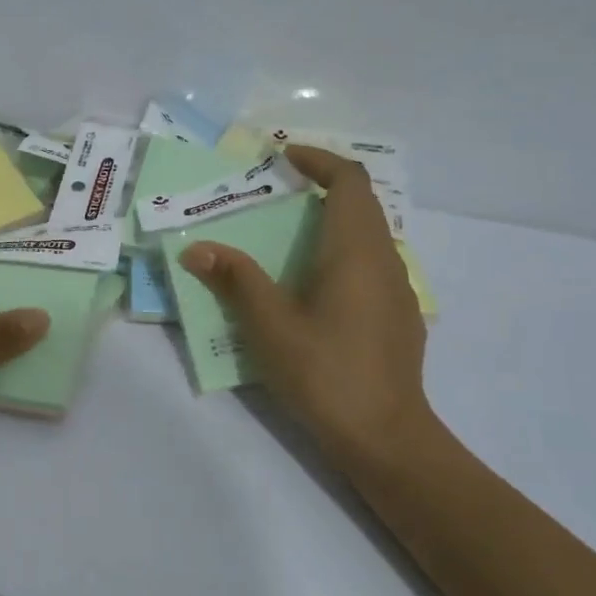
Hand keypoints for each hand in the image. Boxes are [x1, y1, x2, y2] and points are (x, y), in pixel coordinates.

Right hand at [178, 144, 429, 463]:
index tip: (284, 158)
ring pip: (370, 234)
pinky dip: (343, 250)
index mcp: (356, 251)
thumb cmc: (326, 373)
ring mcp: (398, 290)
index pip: (350, 181)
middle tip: (278, 191)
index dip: (319, 160)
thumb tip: (196, 249)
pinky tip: (315, 284)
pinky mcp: (399, 316)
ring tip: (290, 233)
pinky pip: (372, 262)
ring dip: (333, 220)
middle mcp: (385, 260)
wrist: (386, 438)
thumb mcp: (270, 325)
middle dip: (323, 186)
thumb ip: (235, 280)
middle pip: (362, 203)